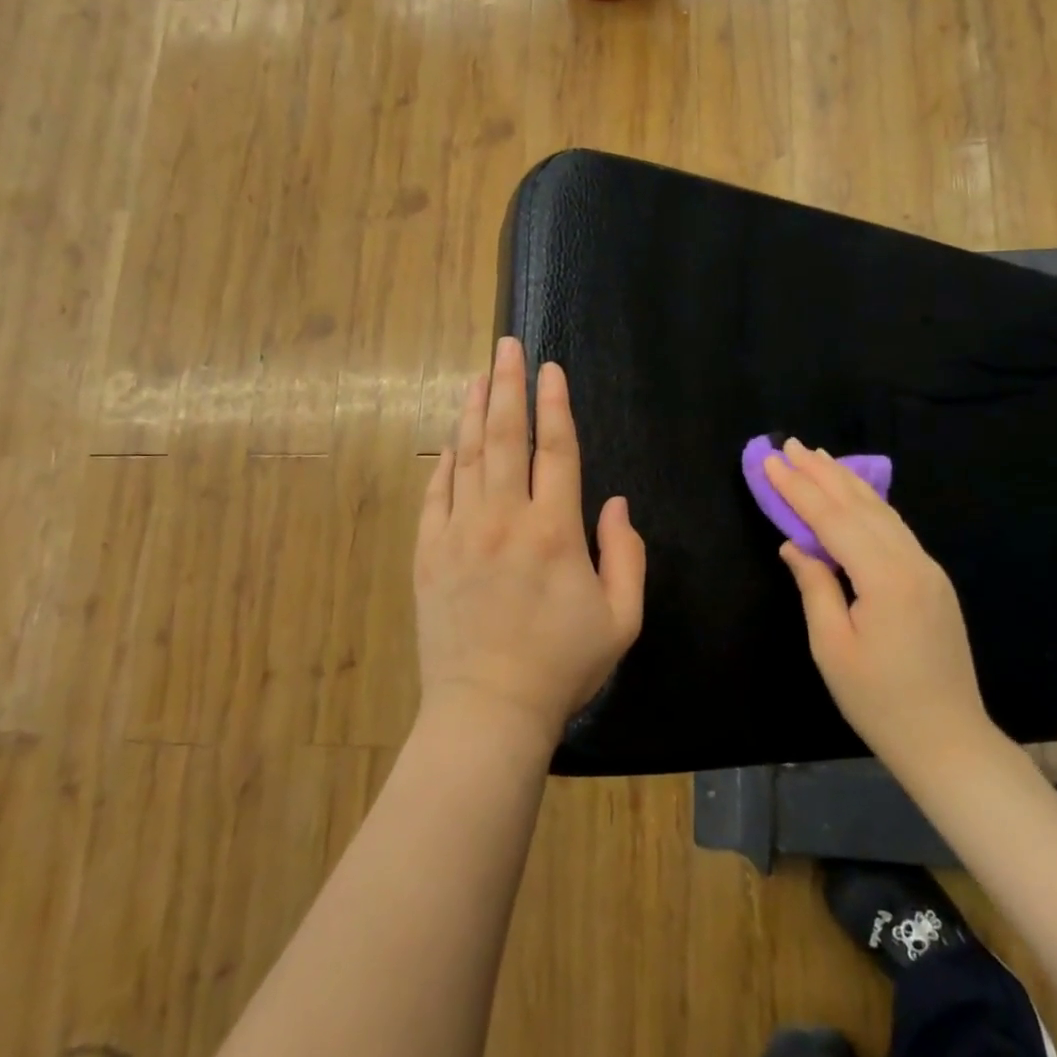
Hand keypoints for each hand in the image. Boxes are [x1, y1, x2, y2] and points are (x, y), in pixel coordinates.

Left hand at [414, 337, 646, 746]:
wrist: (488, 710)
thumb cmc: (562, 666)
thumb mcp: (622, 618)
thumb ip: (627, 554)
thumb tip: (617, 503)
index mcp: (554, 531)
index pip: (557, 450)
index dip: (556, 404)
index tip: (551, 369)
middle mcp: (504, 519)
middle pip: (506, 437)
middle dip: (509, 386)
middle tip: (506, 346)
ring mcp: (459, 533)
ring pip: (467, 456)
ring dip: (475, 411)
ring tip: (479, 376)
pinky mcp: (428, 553)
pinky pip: (436, 493)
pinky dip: (446, 461)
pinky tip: (453, 439)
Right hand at [766, 440, 998, 772]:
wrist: (949, 740)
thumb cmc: (879, 701)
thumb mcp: (832, 648)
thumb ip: (814, 587)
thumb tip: (794, 545)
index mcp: (885, 578)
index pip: (832, 520)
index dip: (798, 489)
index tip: (771, 461)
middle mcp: (911, 562)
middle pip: (860, 505)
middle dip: (822, 473)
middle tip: (791, 444)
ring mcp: (928, 569)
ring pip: (883, 512)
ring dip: (847, 482)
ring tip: (819, 458)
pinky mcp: (932, 580)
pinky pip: (896, 529)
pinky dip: (869, 505)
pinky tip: (855, 495)